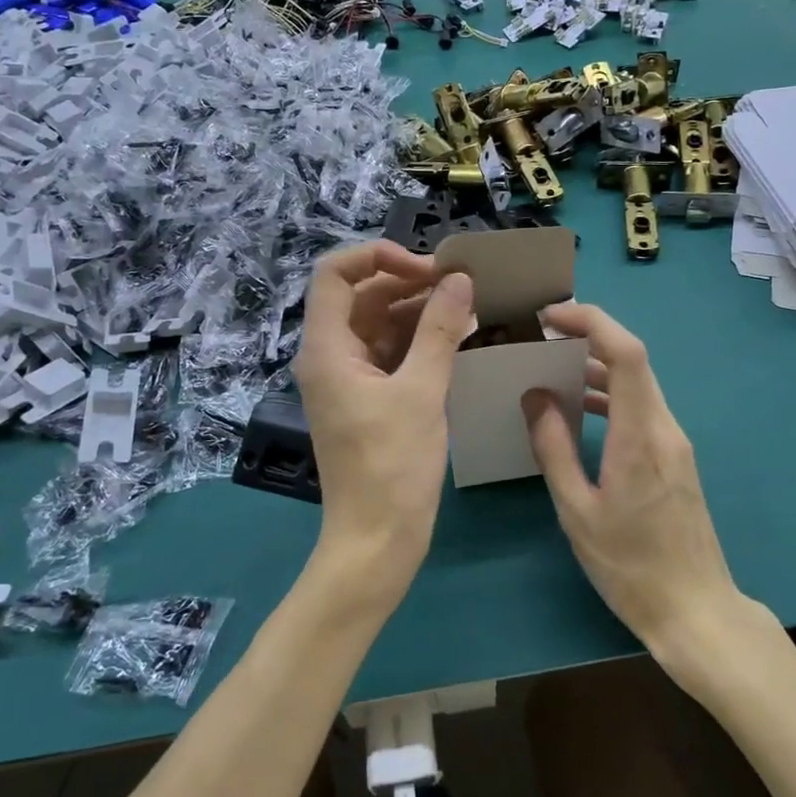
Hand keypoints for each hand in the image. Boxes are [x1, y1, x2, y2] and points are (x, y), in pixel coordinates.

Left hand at [292, 241, 473, 611]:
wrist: (377, 540)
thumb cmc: (393, 466)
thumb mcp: (421, 392)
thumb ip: (439, 330)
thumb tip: (459, 279)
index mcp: (327, 348)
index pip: (335, 273)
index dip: (377, 256)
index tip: (426, 268)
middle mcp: (331, 355)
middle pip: (361, 295)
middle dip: (408, 282)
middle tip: (459, 285)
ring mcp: (349, 378)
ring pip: (380, 323)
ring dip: (419, 310)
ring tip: (468, 307)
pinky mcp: (369, 398)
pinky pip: (392, 352)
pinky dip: (421, 340)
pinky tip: (459, 338)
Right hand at [522, 303, 741, 653]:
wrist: (695, 610)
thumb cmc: (630, 566)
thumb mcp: (577, 510)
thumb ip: (554, 448)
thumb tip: (535, 396)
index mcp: (640, 436)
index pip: (626, 353)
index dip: (592, 321)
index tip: (550, 316)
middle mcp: (664, 427)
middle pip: (633, 359)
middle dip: (588, 336)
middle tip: (542, 336)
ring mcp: (675, 441)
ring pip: (638, 382)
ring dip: (598, 366)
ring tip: (553, 366)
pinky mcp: (675, 456)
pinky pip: (641, 407)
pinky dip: (611, 395)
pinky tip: (581, 408)